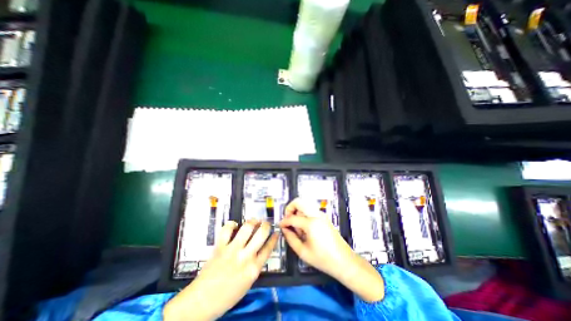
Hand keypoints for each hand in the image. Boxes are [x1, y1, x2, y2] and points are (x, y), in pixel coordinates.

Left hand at [163, 220, 279, 318]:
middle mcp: (245, 257)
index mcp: (254, 269)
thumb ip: (255, 265)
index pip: (269, 248)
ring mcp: (232, 250)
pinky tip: (234, 225)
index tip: (276, 232)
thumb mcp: (248, 282)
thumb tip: (260, 250)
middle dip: (266, 225)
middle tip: (265, 223)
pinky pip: (227, 230)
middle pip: (261, 234)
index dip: (274, 238)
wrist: (202, 302)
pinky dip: (231, 224)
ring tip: (254, 221)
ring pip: (247, 228)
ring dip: (252, 221)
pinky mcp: (220, 247)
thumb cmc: (227, 295)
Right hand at [279, 197, 355, 279]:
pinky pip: (310, 210)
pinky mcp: (324, 217)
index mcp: (311, 223)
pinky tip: (305, 228)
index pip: (292, 217)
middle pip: (299, 201)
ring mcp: (321, 214)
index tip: (280, 226)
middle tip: (288, 220)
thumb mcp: (303, 252)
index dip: (284, 221)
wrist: (344, 261)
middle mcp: (316, 215)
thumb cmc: (324, 259)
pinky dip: (304, 215)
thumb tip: (284, 229)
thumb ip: (290, 238)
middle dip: (290, 208)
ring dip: (297, 212)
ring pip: (304, 205)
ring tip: (298, 227)